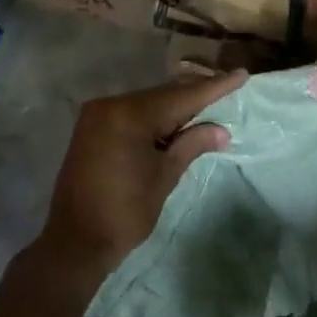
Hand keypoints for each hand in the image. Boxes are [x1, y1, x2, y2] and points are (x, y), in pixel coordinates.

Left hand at [32, 70, 246, 280]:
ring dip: (176, 107)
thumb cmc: (125, 212)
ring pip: (148, 104)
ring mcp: (97, 116)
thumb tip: (221, 131)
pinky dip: (155, 118)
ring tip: (208, 104)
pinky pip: (131, 114)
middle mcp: (110, 106)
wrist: (75, 242)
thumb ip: (192, 145)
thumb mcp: (164, 176)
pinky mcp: (91, 129)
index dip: (215, 87)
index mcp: (129, 115)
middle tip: (229, 86)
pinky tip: (176, 122)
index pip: (182, 97)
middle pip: (163, 96)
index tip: (241, 74)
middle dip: (196, 95)